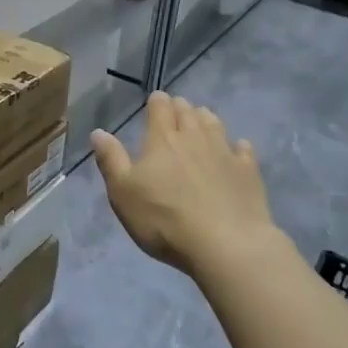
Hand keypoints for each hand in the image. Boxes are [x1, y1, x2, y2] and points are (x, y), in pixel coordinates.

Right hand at [89, 93, 281, 274]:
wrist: (226, 245)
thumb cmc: (164, 219)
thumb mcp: (123, 193)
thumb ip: (111, 160)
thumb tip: (98, 132)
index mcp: (161, 139)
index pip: (159, 106)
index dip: (157, 102)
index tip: (155, 102)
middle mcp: (194, 137)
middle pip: (188, 111)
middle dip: (180, 108)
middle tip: (176, 112)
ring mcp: (224, 152)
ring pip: (214, 124)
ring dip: (205, 120)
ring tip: (201, 123)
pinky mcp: (248, 172)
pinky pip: (243, 150)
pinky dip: (237, 146)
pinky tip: (237, 149)